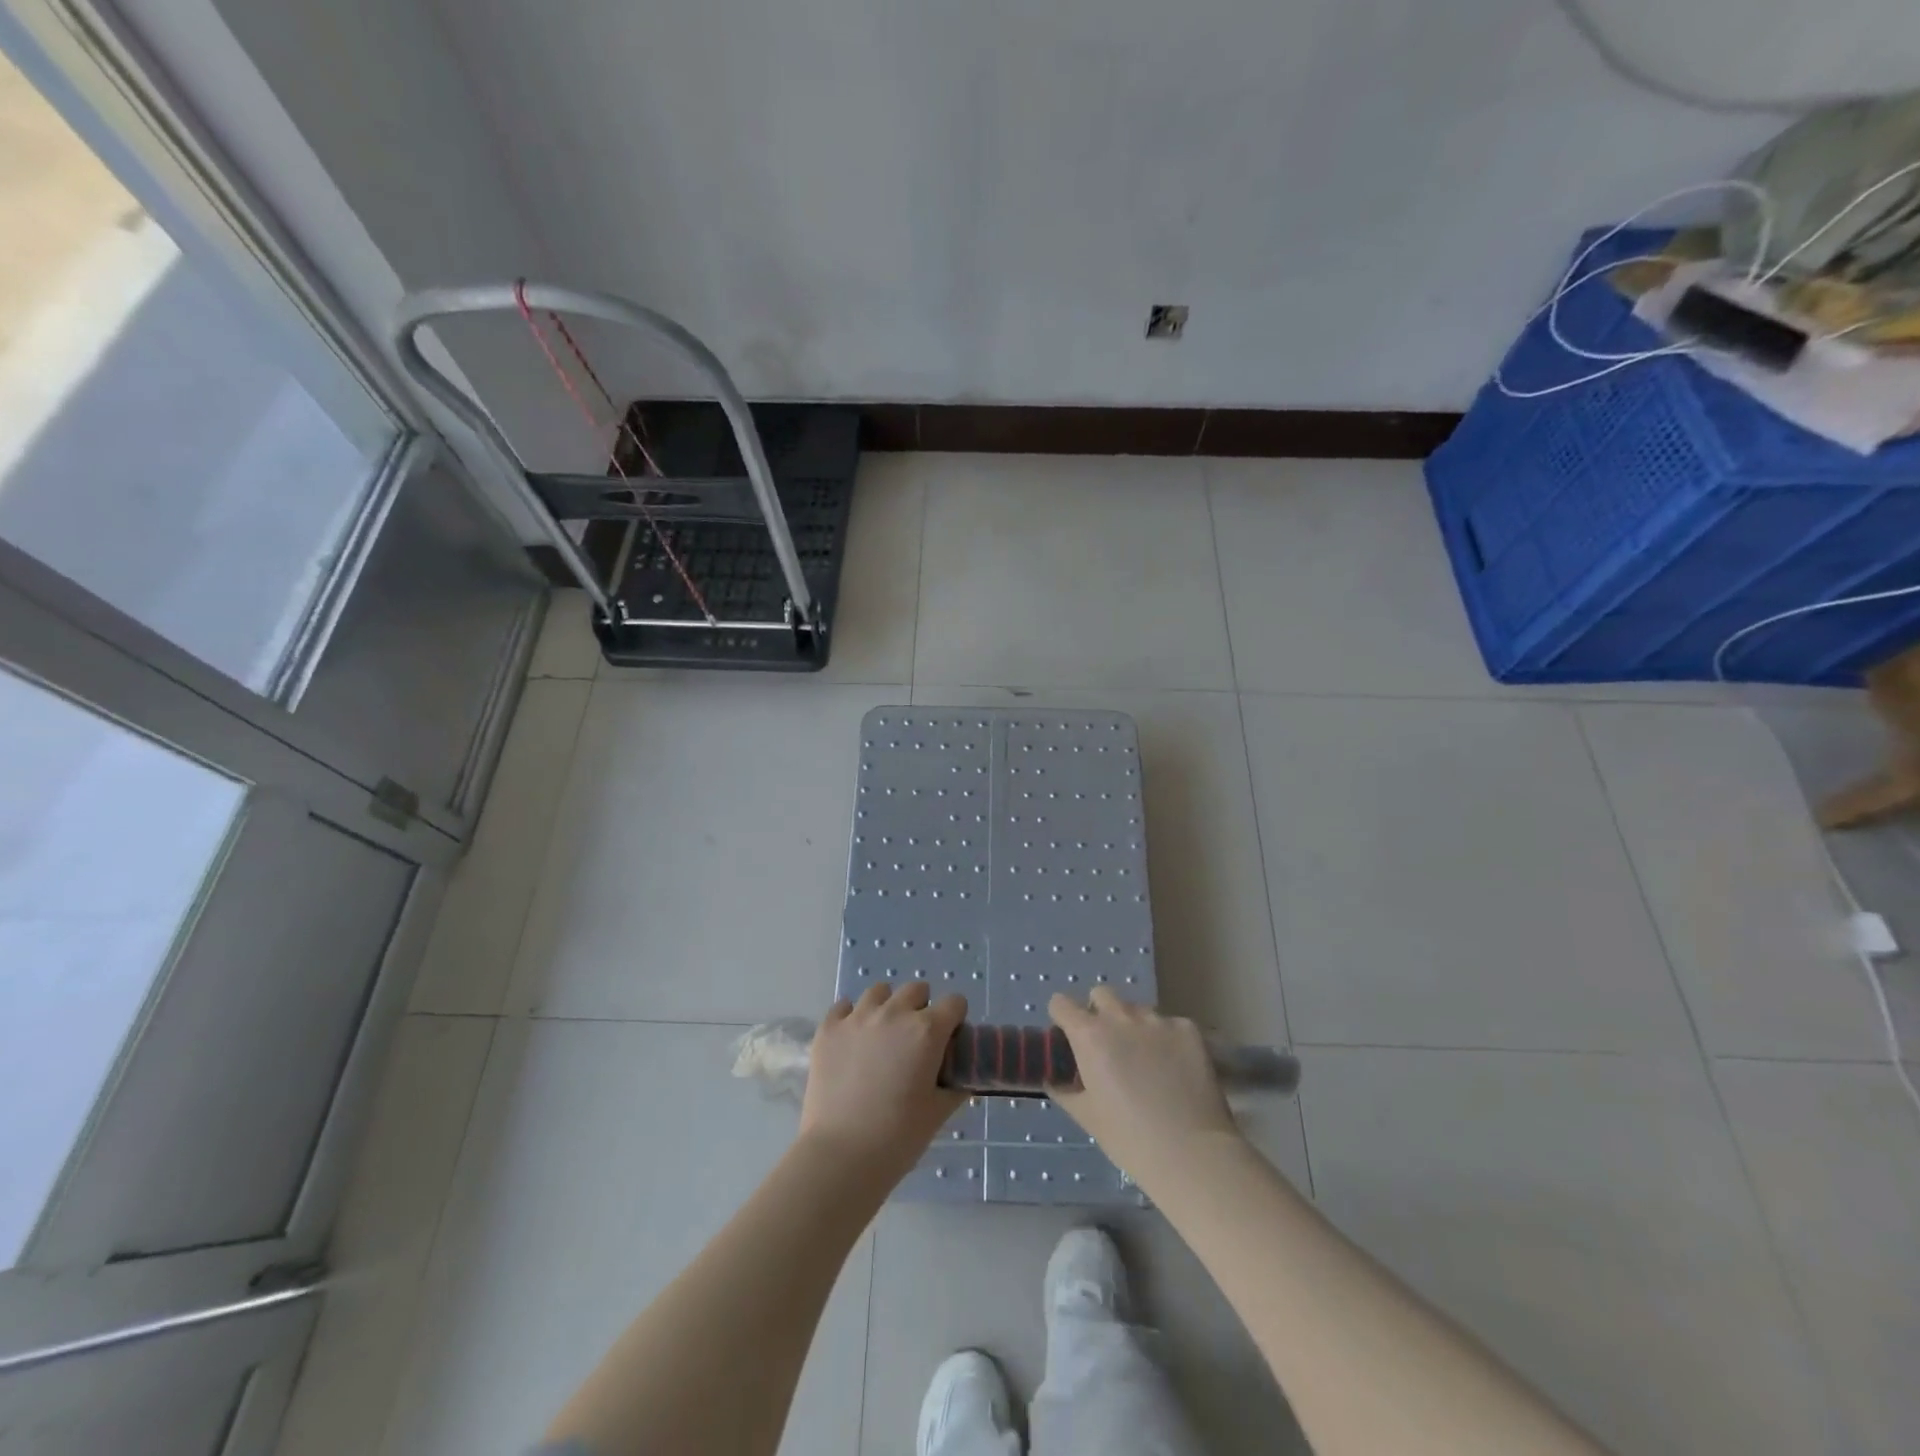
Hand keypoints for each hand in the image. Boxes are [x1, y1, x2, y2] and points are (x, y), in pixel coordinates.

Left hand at [799, 981, 966, 1180]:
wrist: (842, 1155)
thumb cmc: (898, 1137)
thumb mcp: (938, 1113)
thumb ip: (954, 1087)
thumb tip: (961, 1078)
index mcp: (927, 1031)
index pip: (954, 1003)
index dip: (955, 1020)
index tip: (949, 1040)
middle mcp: (894, 1013)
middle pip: (916, 989)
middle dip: (921, 1008)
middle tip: (915, 1040)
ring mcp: (858, 1018)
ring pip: (879, 991)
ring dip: (887, 1006)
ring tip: (882, 1035)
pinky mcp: (828, 1029)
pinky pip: (843, 1006)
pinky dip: (852, 1017)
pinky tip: (852, 1040)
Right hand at [1049, 988, 1240, 1179]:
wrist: (1192, 1154)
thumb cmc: (1129, 1139)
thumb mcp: (1086, 1116)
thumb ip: (1063, 1089)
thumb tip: (1053, 1077)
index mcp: (1090, 1035)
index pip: (1061, 1003)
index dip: (1062, 1018)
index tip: (1069, 1038)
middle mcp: (1121, 1017)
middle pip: (1101, 994)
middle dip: (1099, 1013)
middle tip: (1108, 1046)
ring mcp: (1158, 1019)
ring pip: (1137, 1009)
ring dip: (1134, 1026)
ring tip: (1146, 1061)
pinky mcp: (1188, 1029)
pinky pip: (1169, 1024)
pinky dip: (1166, 1039)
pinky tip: (1175, 1068)